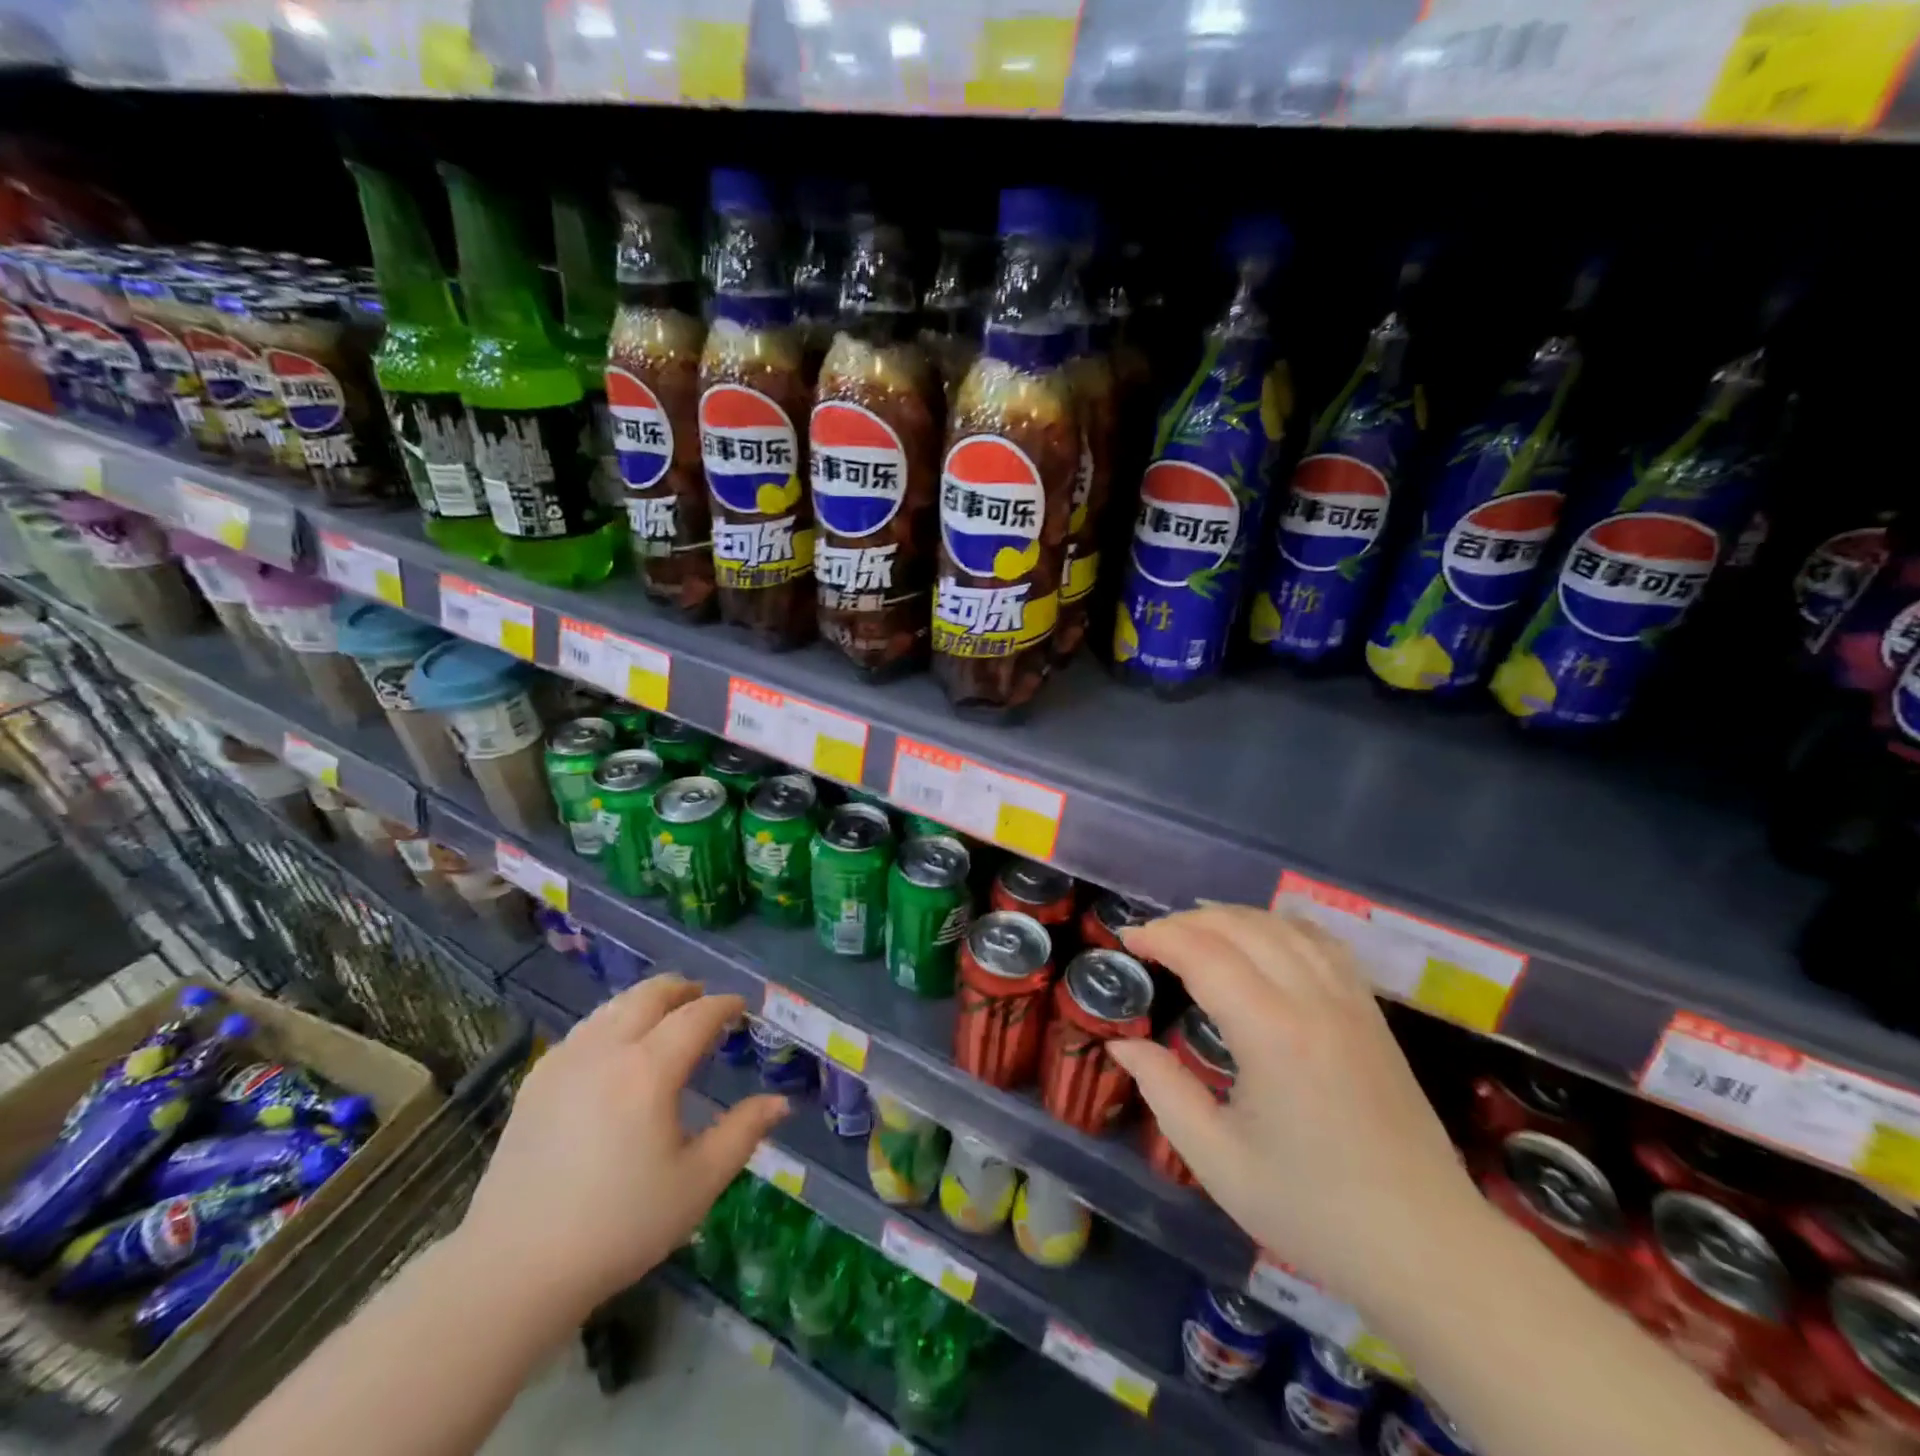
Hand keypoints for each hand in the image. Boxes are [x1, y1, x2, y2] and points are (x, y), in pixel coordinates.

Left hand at [454, 976, 788, 1324]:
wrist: (514, 1270)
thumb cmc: (618, 1226)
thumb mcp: (696, 1184)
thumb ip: (742, 1134)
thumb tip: (780, 1102)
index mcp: (649, 1070)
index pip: (696, 1016)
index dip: (724, 1005)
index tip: (742, 1007)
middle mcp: (606, 1050)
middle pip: (651, 994)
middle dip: (684, 990)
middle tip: (705, 1001)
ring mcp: (565, 1061)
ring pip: (614, 1006)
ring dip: (647, 1001)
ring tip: (666, 1018)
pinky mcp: (536, 1081)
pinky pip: (585, 1029)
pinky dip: (613, 1021)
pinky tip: (617, 1049)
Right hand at [1110, 905, 1485, 1314]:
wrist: (1427, 1248)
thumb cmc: (1313, 1209)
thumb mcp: (1218, 1160)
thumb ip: (1163, 1090)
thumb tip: (1122, 1044)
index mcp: (1272, 1033)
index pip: (1205, 953)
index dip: (1160, 937)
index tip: (1126, 940)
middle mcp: (1313, 1000)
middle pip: (1242, 926)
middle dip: (1188, 922)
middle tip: (1152, 940)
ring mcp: (1350, 1001)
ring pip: (1283, 926)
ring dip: (1231, 918)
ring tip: (1196, 933)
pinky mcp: (1371, 1013)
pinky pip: (1321, 943)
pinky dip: (1280, 926)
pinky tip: (1262, 939)